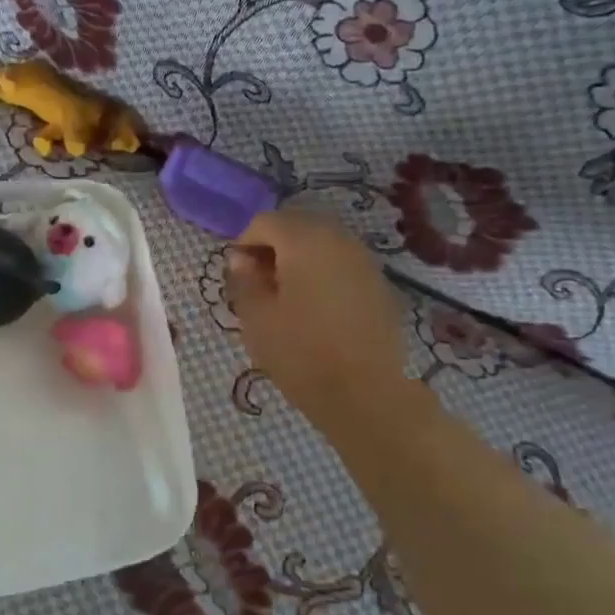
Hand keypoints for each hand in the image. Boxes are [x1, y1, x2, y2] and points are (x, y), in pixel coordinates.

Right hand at [226, 210, 406, 430]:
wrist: (366, 393)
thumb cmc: (301, 353)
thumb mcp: (257, 318)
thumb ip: (245, 280)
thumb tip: (242, 260)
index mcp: (305, 241)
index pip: (265, 221)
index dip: (244, 242)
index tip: (235, 273)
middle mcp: (339, 239)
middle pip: (297, 225)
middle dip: (273, 245)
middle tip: (257, 281)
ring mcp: (364, 260)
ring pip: (322, 243)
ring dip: (298, 258)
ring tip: (285, 295)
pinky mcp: (379, 283)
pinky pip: (341, 263)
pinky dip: (322, 272)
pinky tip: (314, 306)